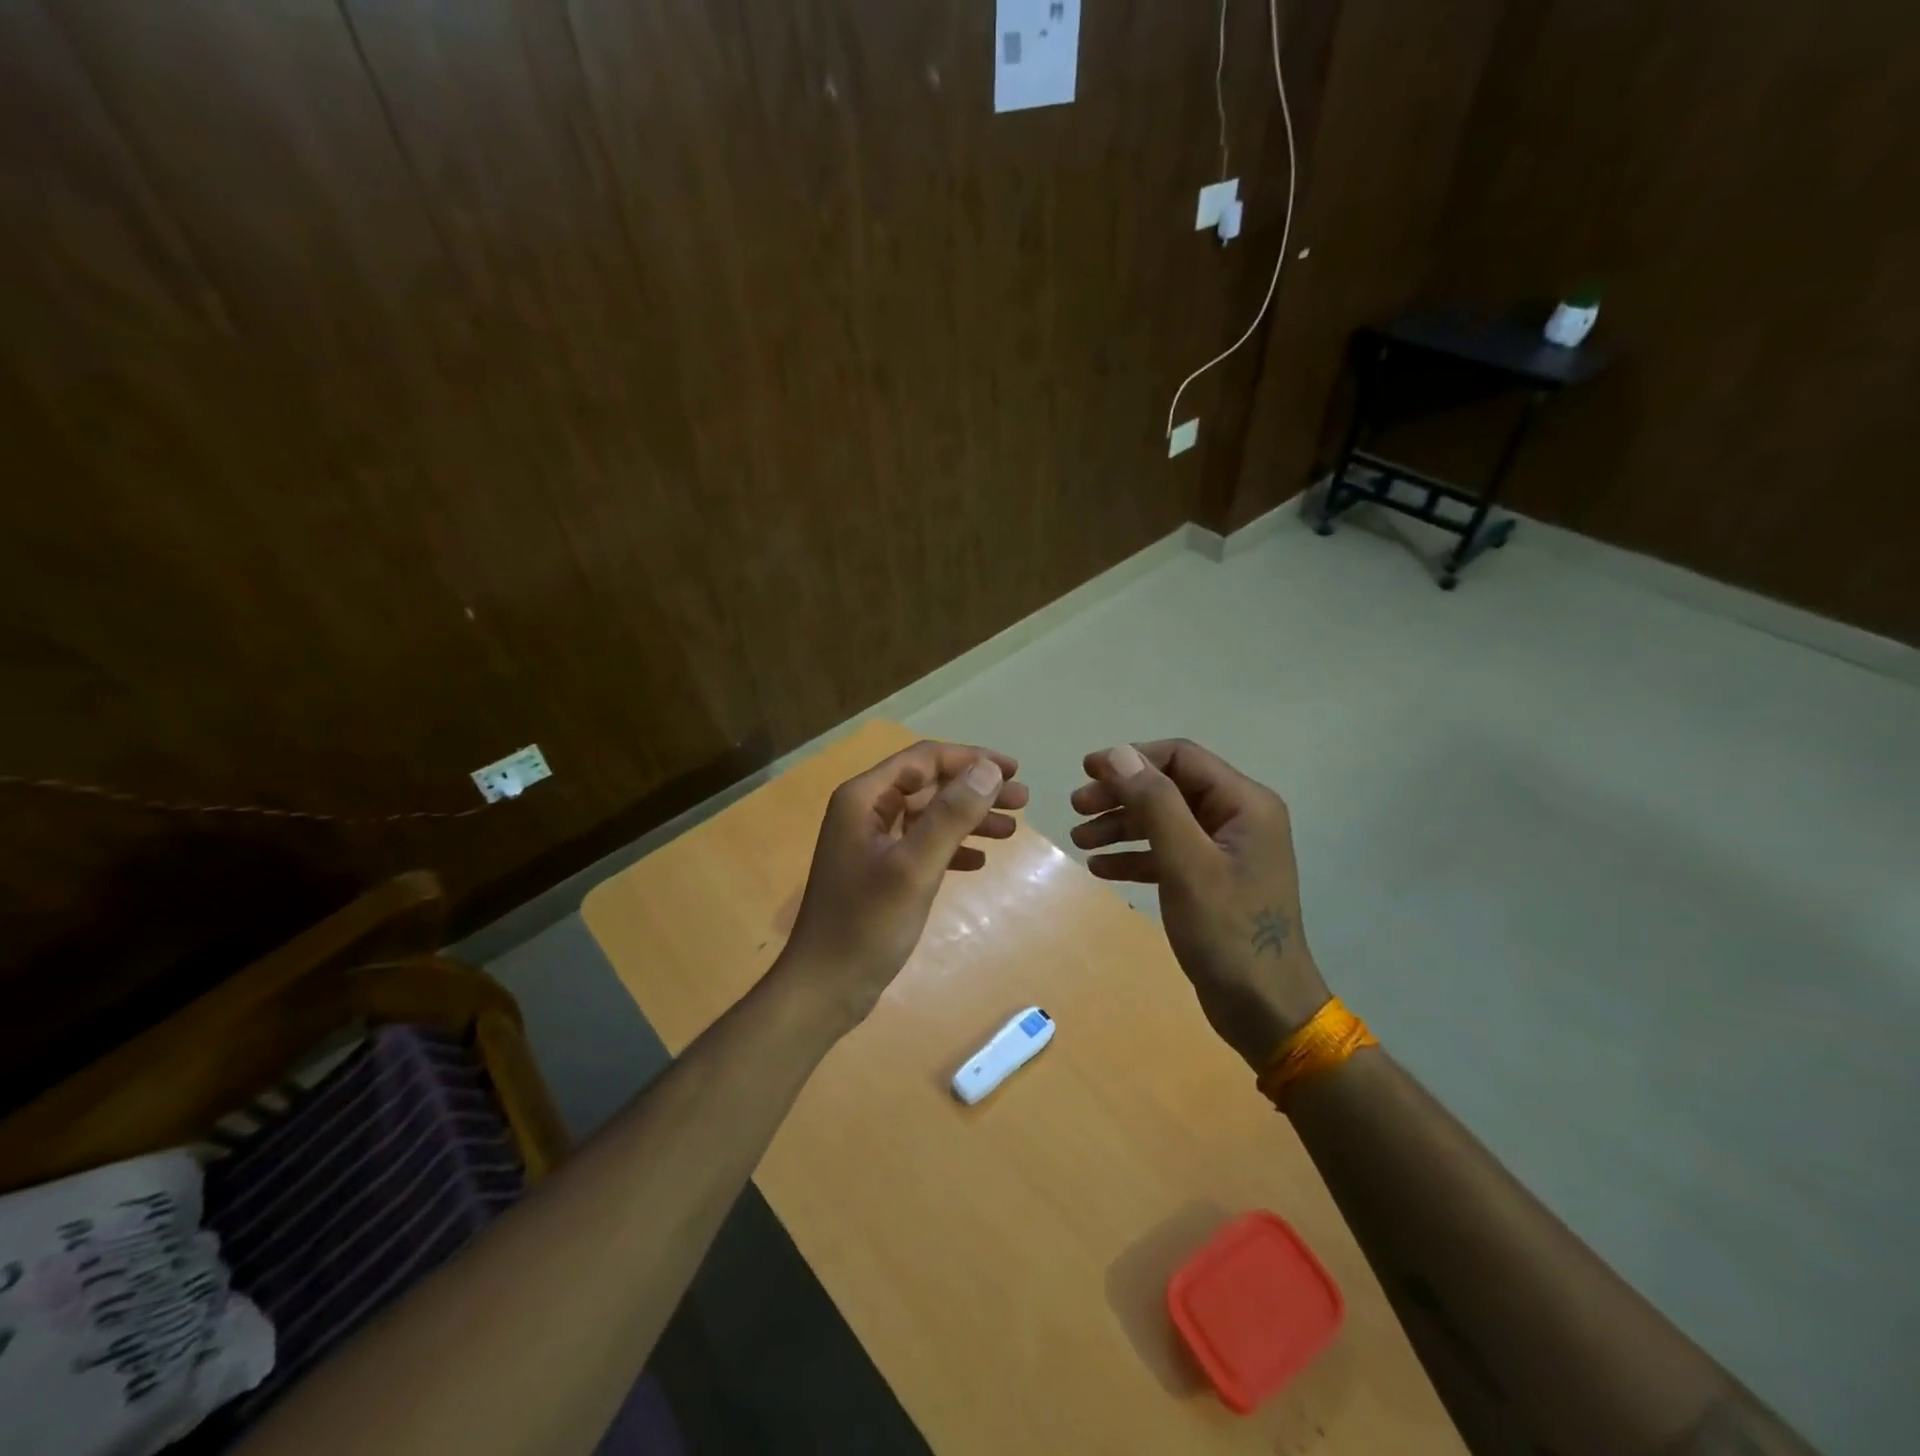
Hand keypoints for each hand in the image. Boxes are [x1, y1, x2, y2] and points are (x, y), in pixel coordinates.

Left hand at [783, 739, 1029, 1025]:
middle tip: (1023, 800)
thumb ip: (951, 815)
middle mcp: (866, 811)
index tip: (1013, 770)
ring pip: (929, 816)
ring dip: (969, 818)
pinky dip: (953, 848)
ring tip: (1012, 830)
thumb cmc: (867, 924)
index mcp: (864, 798)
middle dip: (976, 790)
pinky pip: (923, 845)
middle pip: (929, 785)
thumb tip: (989, 769)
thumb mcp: (914, 866)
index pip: (924, 760)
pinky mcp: (880, 872)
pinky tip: (980, 861)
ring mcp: (872, 843)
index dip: (971, 759)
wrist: (825, 987)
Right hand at [1070, 739, 1329, 1069]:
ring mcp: (1225, 851)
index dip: (1131, 758)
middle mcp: (1238, 818)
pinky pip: (1167, 854)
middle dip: (1120, 795)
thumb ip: (1155, 804)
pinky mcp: (1211, 880)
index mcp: (1244, 803)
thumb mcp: (1186, 863)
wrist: (1264, 1009)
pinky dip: (1135, 856)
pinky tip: (1101, 868)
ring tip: (1079, 840)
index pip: (1181, 757)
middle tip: (1076, 808)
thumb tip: (1119, 754)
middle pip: (1169, 788)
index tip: (1086, 771)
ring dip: (1121, 826)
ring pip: (1164, 820)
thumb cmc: (1227, 931)